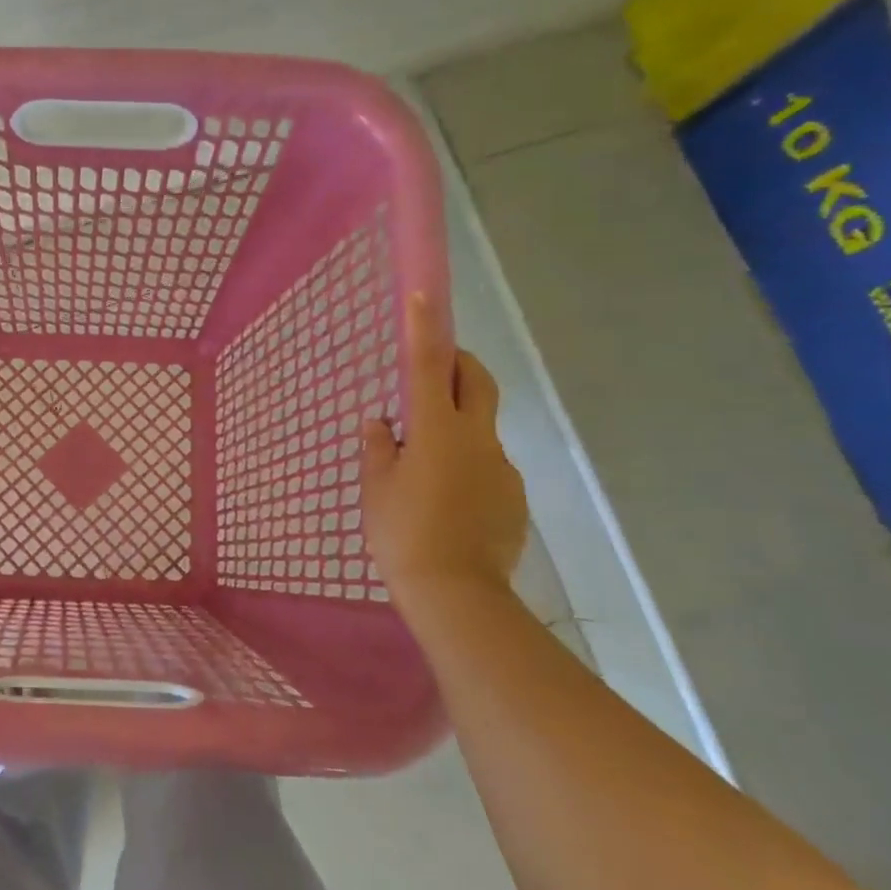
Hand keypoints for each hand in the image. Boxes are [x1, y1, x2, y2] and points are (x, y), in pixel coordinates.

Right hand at [361, 294, 527, 598]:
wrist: (457, 594)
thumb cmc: (403, 535)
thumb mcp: (377, 490)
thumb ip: (379, 449)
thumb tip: (381, 423)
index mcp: (437, 431)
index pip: (429, 366)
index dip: (425, 328)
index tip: (423, 294)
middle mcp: (477, 440)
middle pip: (477, 382)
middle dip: (460, 364)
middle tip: (435, 372)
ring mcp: (501, 469)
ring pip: (480, 430)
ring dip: (456, 430)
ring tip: (426, 472)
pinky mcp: (513, 498)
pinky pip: (487, 468)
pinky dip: (467, 470)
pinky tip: (447, 505)